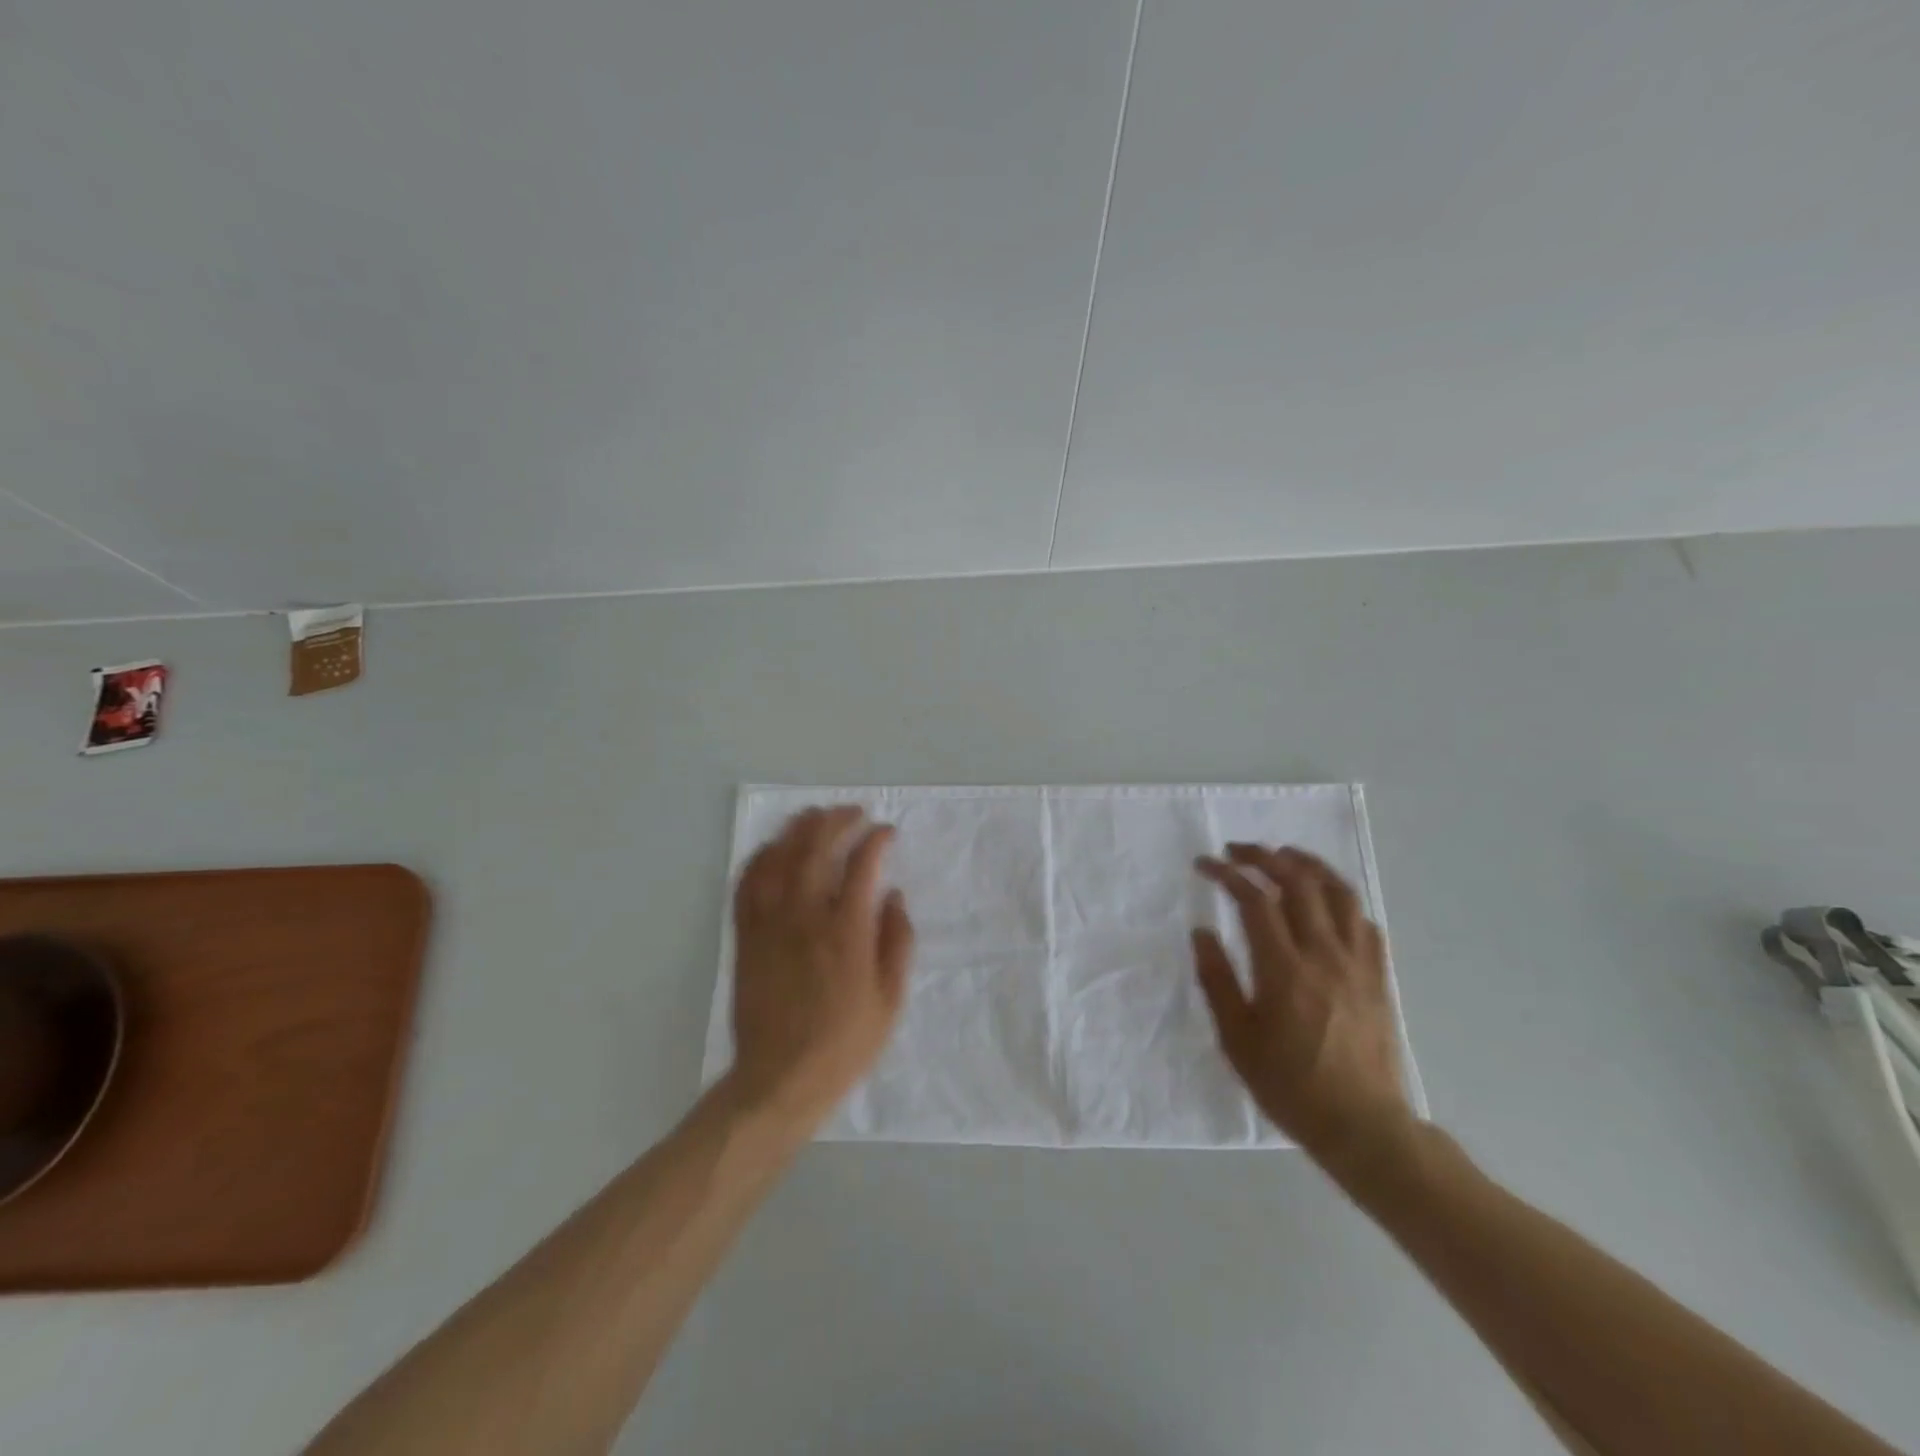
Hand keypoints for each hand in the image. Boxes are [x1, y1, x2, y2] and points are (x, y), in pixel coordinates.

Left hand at [727, 806, 914, 1130]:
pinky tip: (772, 849)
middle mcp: (806, 916)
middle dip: (837, 820)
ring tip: (814, 815)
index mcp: (847, 931)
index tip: (886, 832)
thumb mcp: (890, 999)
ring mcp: (770, 924)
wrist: (780, 1078)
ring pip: (779, 858)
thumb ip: (897, 942)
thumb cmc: (844, 1043)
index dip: (876, 840)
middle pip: (817, 848)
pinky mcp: (746, 936)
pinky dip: (759, 858)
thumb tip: (893, 897)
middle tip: (853, 812)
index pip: (862, 865)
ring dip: (798, 829)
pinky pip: (747, 884)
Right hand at [1193, 844, 1414, 1178]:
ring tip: (1284, 855)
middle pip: (1297, 882)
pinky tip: (1325, 901)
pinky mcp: (1379, 977)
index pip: (1254, 900)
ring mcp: (1357, 963)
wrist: (1363, 1126)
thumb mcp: (1237, 1039)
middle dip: (1264, 856)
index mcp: (1284, 969)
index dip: (1227, 874)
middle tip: (1237, 850)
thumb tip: (1202, 932)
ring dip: (1308, 865)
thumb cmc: (1290, 1086)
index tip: (1204, 864)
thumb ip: (1217, 980)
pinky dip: (1341, 899)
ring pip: (1338, 892)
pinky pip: (1364, 921)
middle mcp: (1324, 954)